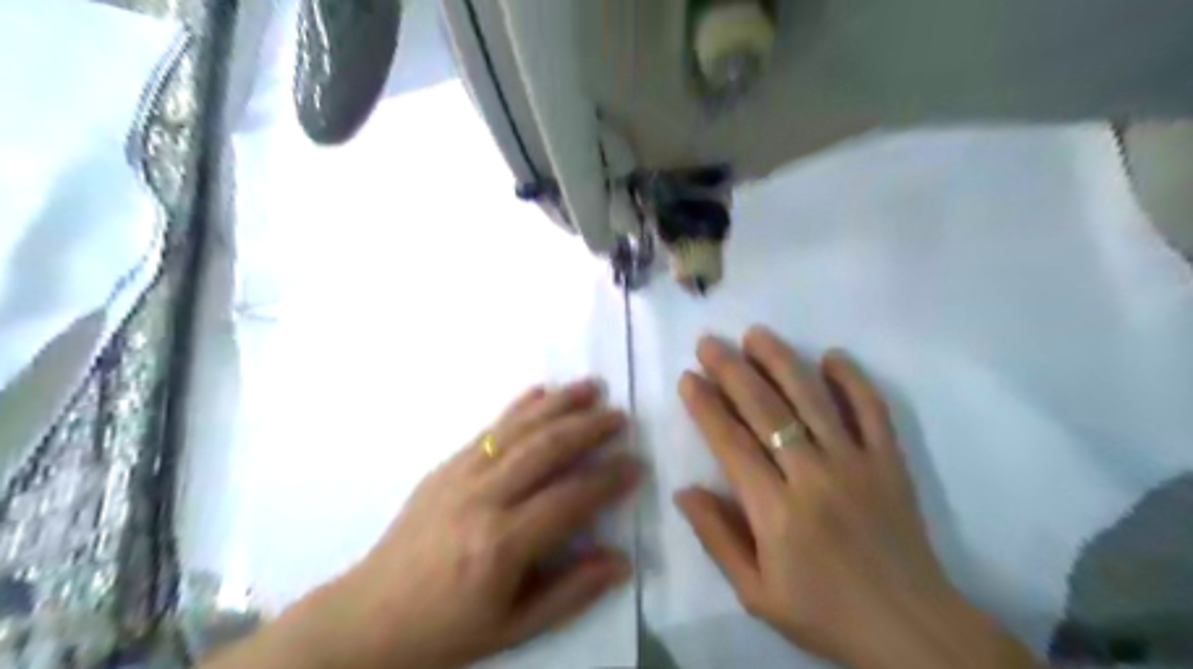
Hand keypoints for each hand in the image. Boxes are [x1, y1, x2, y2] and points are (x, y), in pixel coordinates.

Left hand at [278, 382, 638, 667]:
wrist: (369, 616)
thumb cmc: (447, 627)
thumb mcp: (515, 627)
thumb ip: (572, 592)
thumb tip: (622, 561)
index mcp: (502, 544)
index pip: (569, 499)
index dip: (607, 479)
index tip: (636, 465)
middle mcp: (483, 499)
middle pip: (545, 449)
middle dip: (588, 427)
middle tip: (620, 416)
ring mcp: (460, 475)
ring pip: (518, 428)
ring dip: (559, 403)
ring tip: (591, 386)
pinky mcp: (445, 466)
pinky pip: (488, 428)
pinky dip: (518, 406)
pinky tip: (540, 391)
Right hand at [676, 329, 1040, 668]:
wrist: (911, 632)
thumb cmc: (824, 614)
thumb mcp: (756, 594)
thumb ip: (717, 538)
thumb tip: (684, 491)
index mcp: (775, 512)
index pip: (731, 444)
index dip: (706, 407)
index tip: (689, 378)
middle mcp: (813, 476)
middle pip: (766, 411)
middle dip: (732, 371)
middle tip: (709, 343)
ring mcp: (855, 464)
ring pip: (813, 399)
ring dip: (781, 361)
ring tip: (755, 334)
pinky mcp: (889, 462)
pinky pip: (872, 411)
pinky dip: (853, 379)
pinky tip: (832, 355)